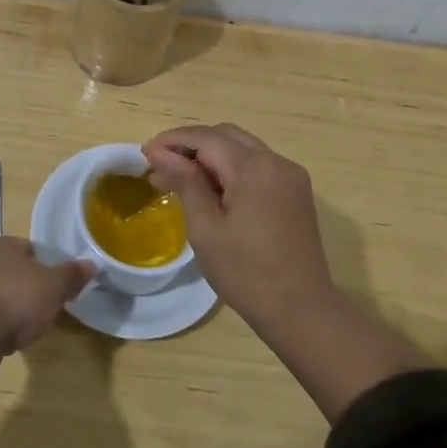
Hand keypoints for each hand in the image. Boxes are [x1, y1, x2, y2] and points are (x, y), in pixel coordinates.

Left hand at [0, 236, 93, 354]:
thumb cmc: (16, 300)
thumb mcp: (54, 286)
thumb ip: (71, 275)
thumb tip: (90, 264)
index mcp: (3, 244)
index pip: (30, 248)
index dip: (47, 266)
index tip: (58, 286)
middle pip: (14, 271)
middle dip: (29, 288)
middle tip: (46, 307)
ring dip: (12, 308)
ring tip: (27, 327)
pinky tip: (7, 339)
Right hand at [142, 124, 335, 332]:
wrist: (301, 311)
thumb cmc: (246, 273)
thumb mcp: (205, 228)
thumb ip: (185, 182)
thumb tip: (160, 152)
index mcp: (254, 168)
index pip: (206, 138)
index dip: (172, 141)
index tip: (145, 154)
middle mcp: (276, 161)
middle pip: (225, 135)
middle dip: (191, 145)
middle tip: (161, 167)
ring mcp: (291, 176)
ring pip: (242, 149)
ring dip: (210, 156)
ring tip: (180, 180)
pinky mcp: (296, 192)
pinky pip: (257, 166)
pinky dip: (231, 169)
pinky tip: (212, 191)